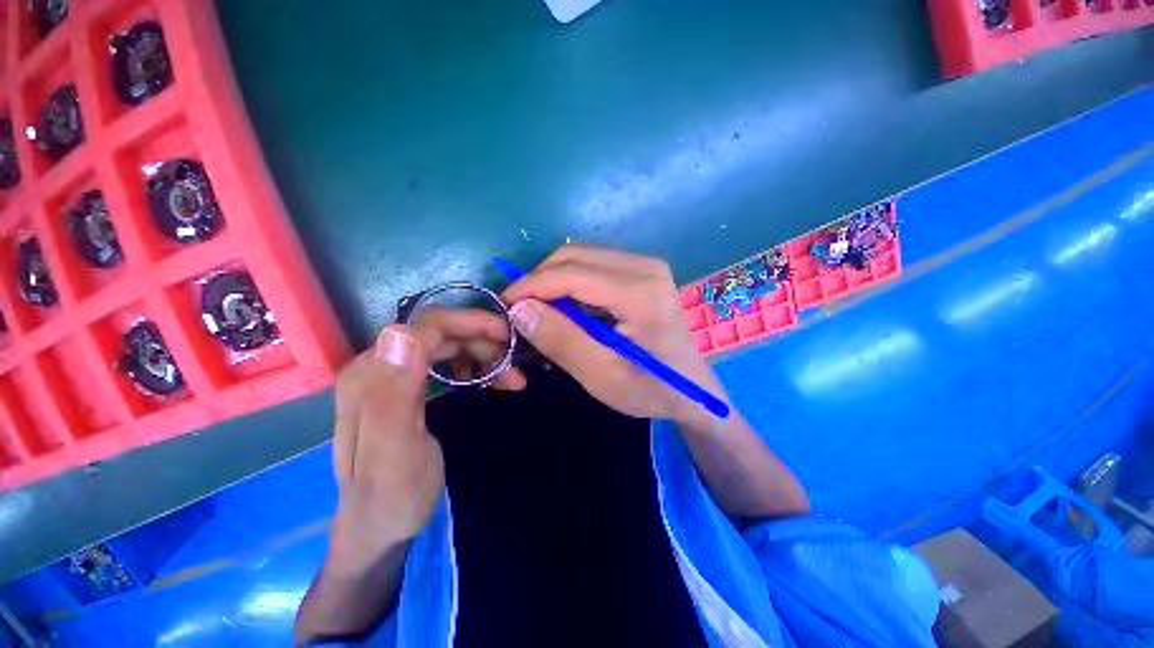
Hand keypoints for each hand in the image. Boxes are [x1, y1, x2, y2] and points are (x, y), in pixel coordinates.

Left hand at [327, 312, 524, 576]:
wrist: (379, 529)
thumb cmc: (392, 496)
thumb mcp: (395, 454)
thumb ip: (393, 395)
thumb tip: (401, 333)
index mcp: (371, 375)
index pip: (427, 326)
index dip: (471, 324)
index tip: (509, 338)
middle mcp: (377, 366)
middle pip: (439, 332)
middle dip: (482, 340)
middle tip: (515, 362)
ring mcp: (391, 375)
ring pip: (446, 344)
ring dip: (481, 353)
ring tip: (509, 378)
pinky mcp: (405, 387)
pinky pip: (444, 361)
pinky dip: (472, 364)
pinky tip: (487, 380)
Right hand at [502, 244, 723, 426]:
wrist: (691, 390)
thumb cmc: (651, 390)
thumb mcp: (602, 376)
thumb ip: (561, 341)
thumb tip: (519, 309)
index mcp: (641, 292)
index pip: (572, 274)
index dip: (531, 286)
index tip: (504, 307)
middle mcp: (645, 266)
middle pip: (574, 257)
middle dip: (539, 281)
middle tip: (521, 313)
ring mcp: (646, 265)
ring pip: (580, 258)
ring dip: (553, 282)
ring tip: (540, 314)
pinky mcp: (642, 272)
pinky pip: (593, 266)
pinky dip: (570, 285)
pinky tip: (565, 310)